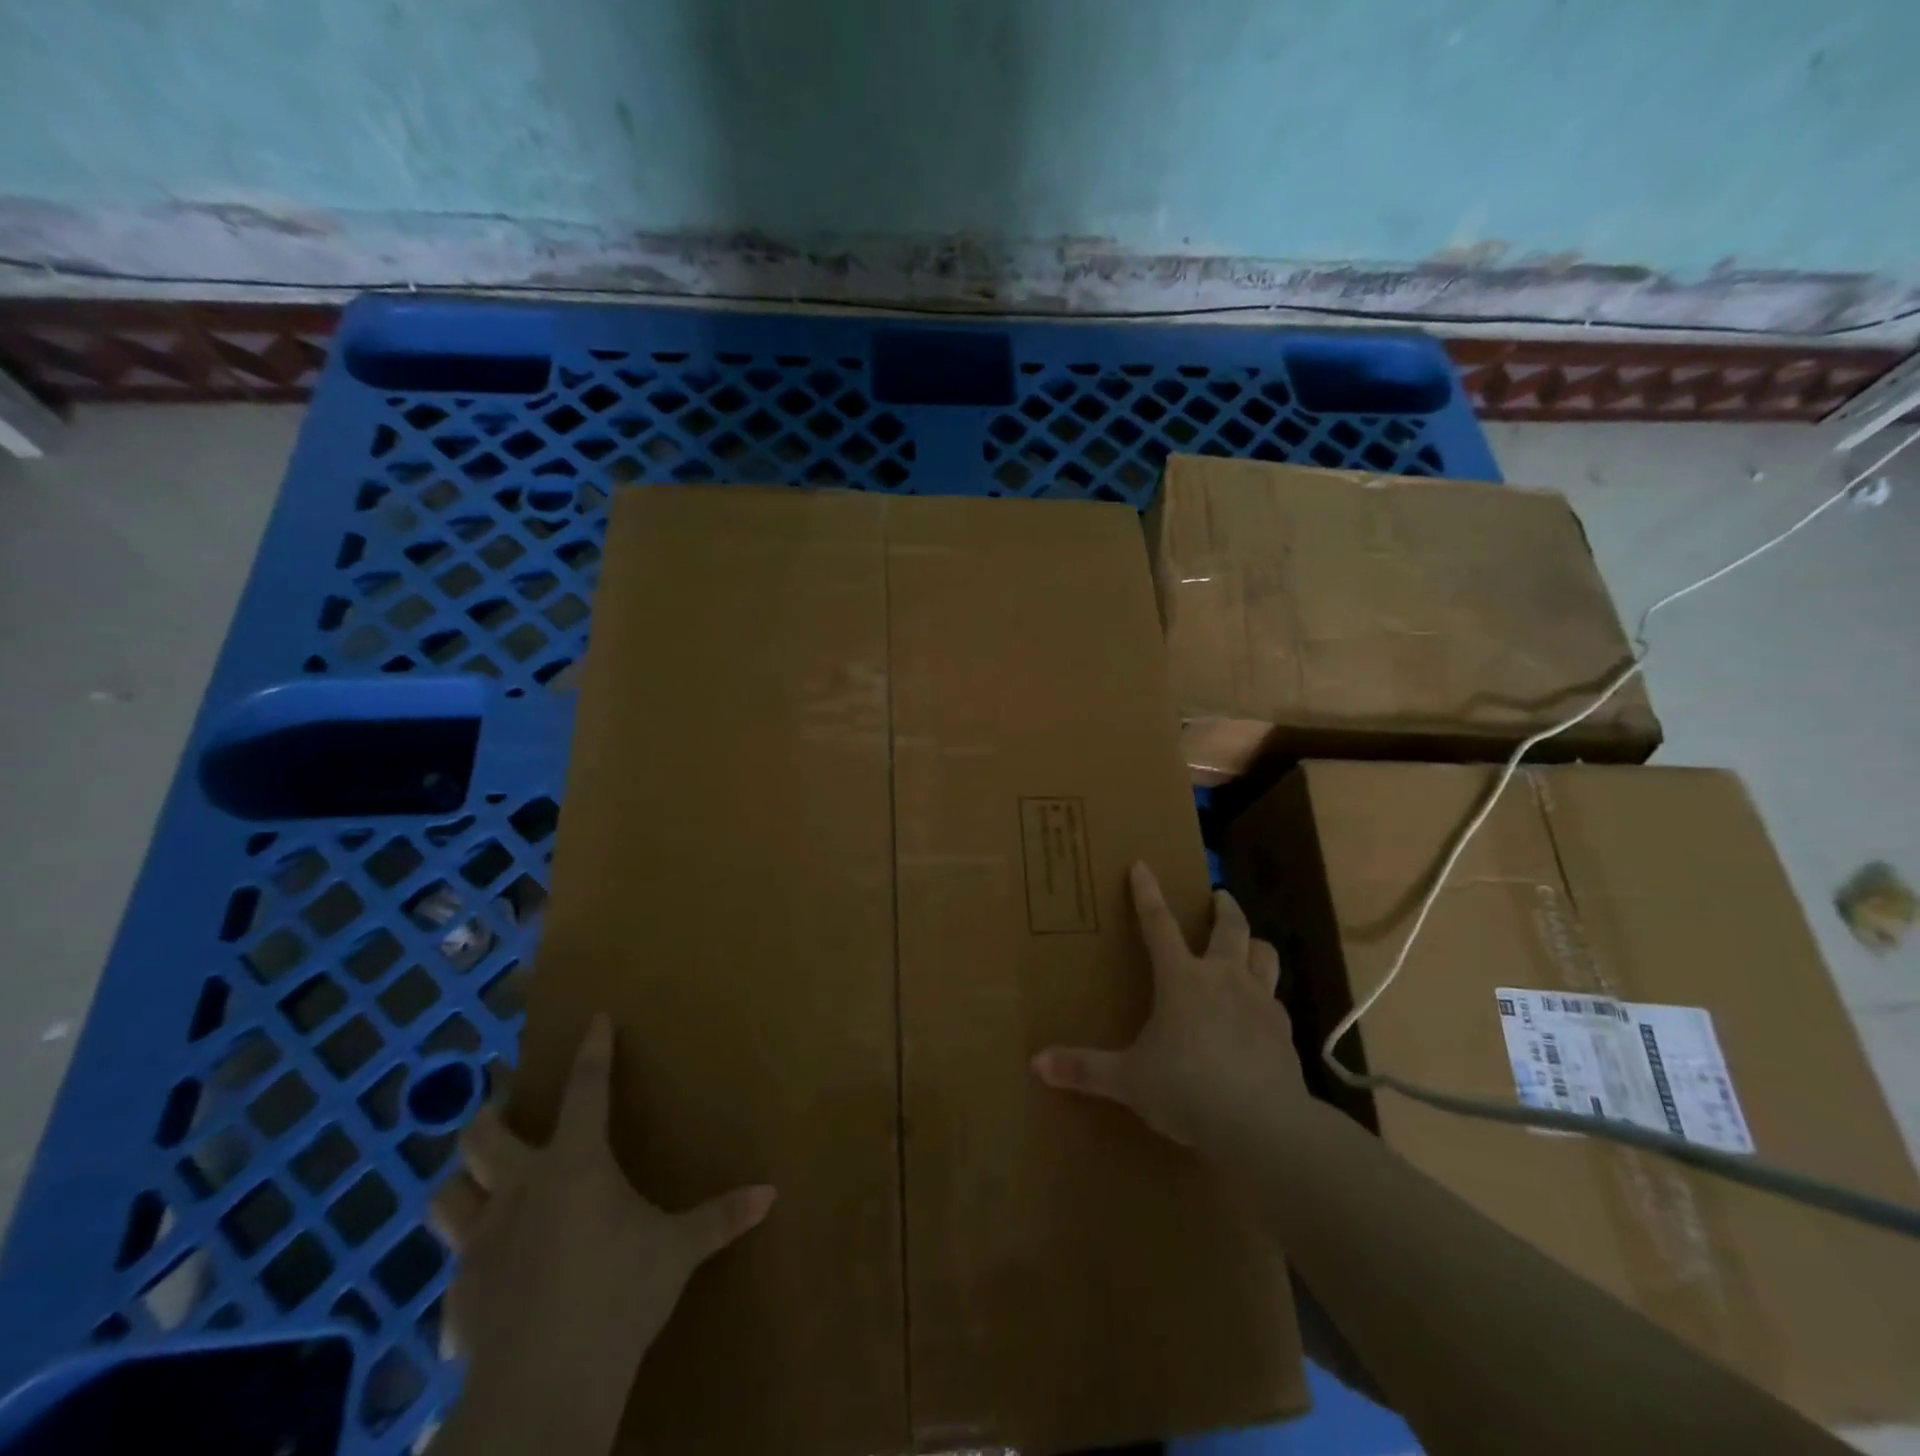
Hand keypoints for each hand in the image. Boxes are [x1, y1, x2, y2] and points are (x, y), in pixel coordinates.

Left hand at [431, 1013, 774, 1453]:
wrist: (543, 1383)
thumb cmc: (618, 1292)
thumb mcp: (678, 1250)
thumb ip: (721, 1217)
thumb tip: (772, 1193)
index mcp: (575, 1164)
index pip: (585, 1088)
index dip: (592, 1050)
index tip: (595, 1019)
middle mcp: (519, 1190)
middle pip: (481, 1137)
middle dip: (489, 1114)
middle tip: (502, 1107)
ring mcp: (479, 1244)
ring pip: (445, 1197)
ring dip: (460, 1185)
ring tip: (477, 1184)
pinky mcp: (456, 1299)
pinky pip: (453, 1271)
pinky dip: (470, 1266)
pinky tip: (491, 1280)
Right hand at [1032, 862, 1304, 1150]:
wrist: (1263, 1124)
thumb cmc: (1187, 1089)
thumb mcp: (1129, 1079)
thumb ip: (1085, 1069)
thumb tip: (1036, 1063)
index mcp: (1181, 979)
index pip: (1158, 924)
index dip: (1147, 893)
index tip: (1142, 865)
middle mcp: (1223, 978)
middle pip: (1230, 928)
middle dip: (1223, 907)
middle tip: (1219, 896)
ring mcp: (1260, 1002)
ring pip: (1265, 955)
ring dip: (1254, 944)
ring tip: (1247, 943)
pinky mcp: (1285, 1032)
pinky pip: (1277, 1001)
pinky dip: (1268, 997)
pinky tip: (1261, 1013)